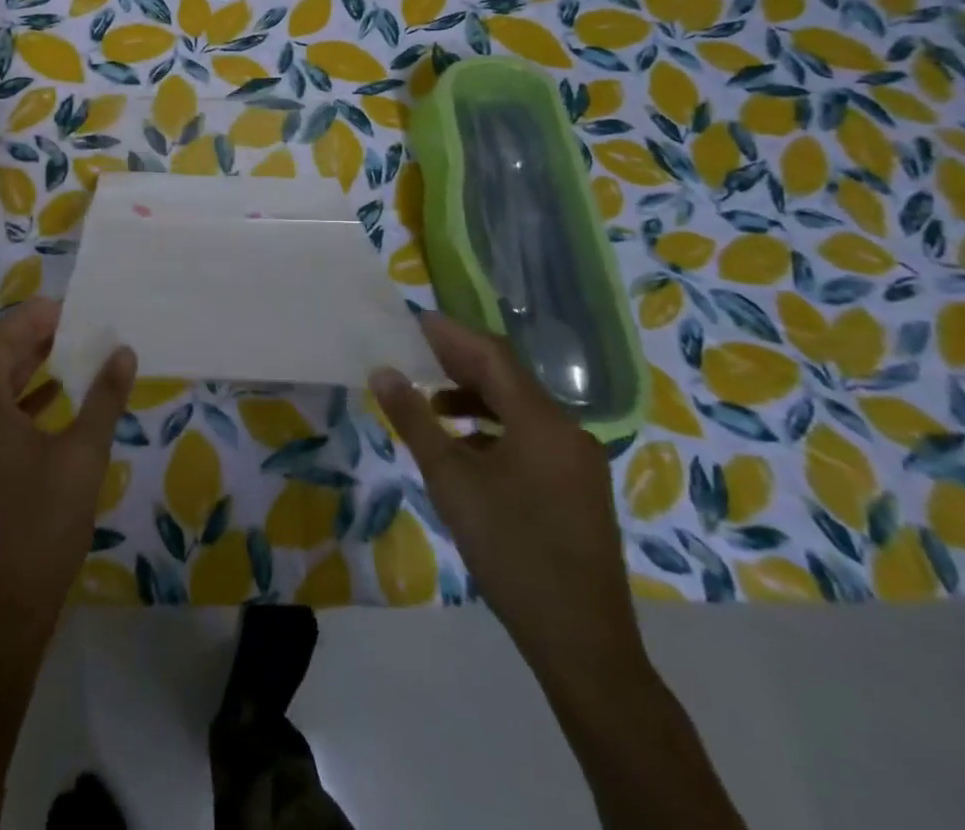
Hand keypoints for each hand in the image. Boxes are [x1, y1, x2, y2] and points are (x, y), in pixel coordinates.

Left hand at [0, 298, 136, 643]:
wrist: (2, 612)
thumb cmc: (43, 526)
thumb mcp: (83, 457)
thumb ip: (104, 400)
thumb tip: (122, 351)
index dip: (29, 317)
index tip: (69, 312)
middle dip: (33, 338)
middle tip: (77, 328)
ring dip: (31, 368)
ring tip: (74, 357)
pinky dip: (27, 401)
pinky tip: (59, 405)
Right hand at [369, 315, 645, 691]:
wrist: (582, 644)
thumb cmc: (511, 551)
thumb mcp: (451, 481)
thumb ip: (415, 419)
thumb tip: (382, 370)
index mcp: (543, 422)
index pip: (492, 355)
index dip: (450, 334)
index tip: (412, 321)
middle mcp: (568, 431)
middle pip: (508, 378)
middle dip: (459, 362)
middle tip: (413, 351)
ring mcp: (578, 461)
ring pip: (520, 408)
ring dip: (475, 396)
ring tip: (430, 400)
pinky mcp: (577, 488)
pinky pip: (531, 436)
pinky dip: (494, 428)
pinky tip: (466, 446)